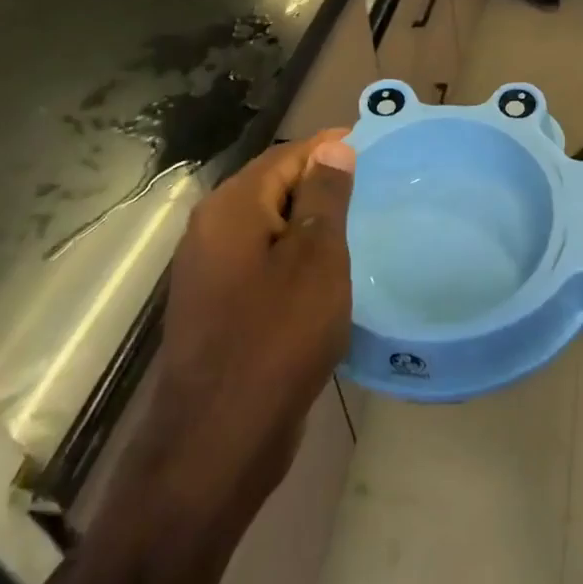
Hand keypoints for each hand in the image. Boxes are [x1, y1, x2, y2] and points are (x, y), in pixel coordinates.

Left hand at [138, 131, 357, 536]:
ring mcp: (209, 272)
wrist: (220, 436)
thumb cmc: (278, 336)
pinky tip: (325, 274)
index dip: (329, 148)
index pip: (286, 156)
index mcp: (231, 208)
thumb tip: (333, 149)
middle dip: (320, 183)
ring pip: (268, 227)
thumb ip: (323, 198)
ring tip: (358, 226)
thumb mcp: (316, 259)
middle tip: (373, 188)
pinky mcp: (217, 307)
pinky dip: (293, 257)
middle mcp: (211, 231)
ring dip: (308, 222)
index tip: (373, 146)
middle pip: (272, 187)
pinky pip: (261, 262)